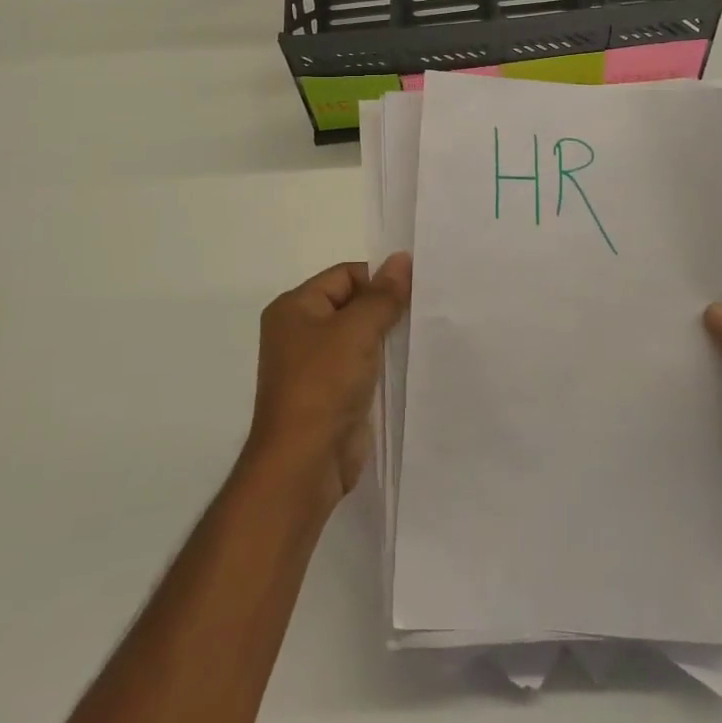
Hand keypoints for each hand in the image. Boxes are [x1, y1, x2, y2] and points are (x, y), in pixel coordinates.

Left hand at [246, 254, 411, 511]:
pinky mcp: (332, 394)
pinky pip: (363, 366)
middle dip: (386, 307)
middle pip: (352, 304)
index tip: (416, 288)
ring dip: (388, 337)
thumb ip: (383, 295)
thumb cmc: (323, 385)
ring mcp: (316, 366)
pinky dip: (385, 364)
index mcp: (295, 308)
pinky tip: (413, 363)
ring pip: (360, 337)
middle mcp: (301, 332)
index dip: (379, 279)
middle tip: (426, 307)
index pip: (345, 275)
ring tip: (425, 332)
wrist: (304, 464)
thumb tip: (401, 259)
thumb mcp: (356, 331)